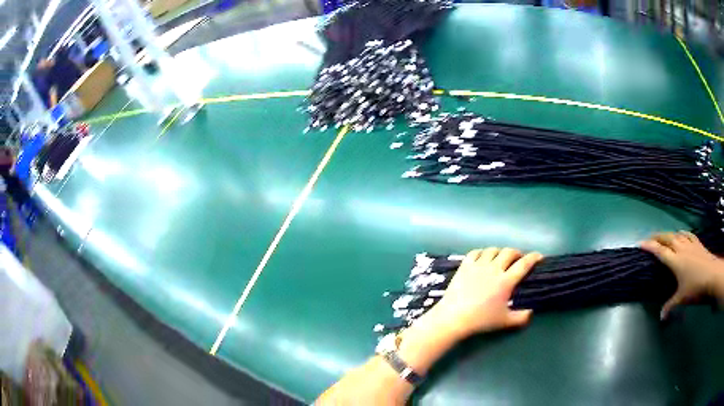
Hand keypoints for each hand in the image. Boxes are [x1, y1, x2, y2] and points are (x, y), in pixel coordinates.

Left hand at [429, 247, 542, 339]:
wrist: (453, 317)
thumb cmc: (481, 320)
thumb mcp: (505, 321)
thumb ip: (521, 317)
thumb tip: (531, 312)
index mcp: (506, 281)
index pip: (524, 264)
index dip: (534, 258)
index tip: (539, 256)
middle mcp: (494, 269)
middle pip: (509, 252)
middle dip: (517, 253)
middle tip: (519, 259)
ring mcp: (478, 265)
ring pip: (493, 250)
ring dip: (500, 252)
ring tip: (501, 258)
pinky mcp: (464, 265)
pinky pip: (475, 252)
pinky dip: (482, 252)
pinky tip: (483, 258)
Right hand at [641, 231, 723, 318]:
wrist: (712, 275)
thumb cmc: (695, 287)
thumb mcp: (682, 299)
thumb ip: (670, 306)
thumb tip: (661, 317)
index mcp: (675, 261)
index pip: (660, 251)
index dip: (650, 246)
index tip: (640, 244)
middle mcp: (681, 248)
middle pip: (667, 238)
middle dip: (657, 236)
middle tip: (650, 238)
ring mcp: (690, 244)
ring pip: (677, 234)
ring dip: (669, 234)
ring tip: (665, 236)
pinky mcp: (697, 243)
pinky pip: (687, 234)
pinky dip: (682, 233)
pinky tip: (682, 234)